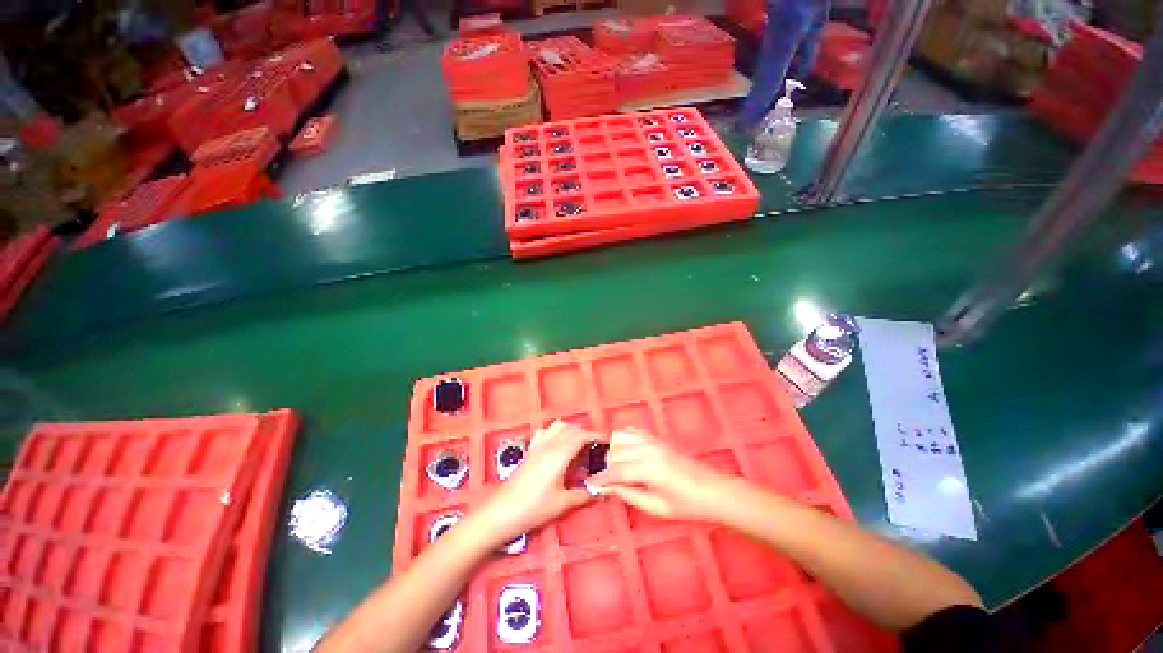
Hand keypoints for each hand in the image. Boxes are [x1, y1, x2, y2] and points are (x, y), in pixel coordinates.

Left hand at [469, 421, 605, 544]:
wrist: (502, 512)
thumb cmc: (534, 508)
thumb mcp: (562, 503)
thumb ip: (584, 494)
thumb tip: (601, 491)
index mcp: (560, 453)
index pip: (582, 435)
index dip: (597, 436)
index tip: (608, 441)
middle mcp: (549, 444)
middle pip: (572, 428)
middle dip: (586, 434)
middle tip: (596, 448)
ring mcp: (538, 445)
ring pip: (558, 426)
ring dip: (571, 430)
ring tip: (579, 446)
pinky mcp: (530, 450)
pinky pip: (545, 432)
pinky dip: (555, 432)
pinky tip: (557, 446)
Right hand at [588, 427, 736, 521]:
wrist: (713, 491)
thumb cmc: (687, 506)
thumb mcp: (656, 507)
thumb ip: (629, 494)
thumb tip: (607, 489)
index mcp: (647, 468)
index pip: (615, 471)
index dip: (600, 478)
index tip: (588, 483)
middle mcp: (647, 448)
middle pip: (614, 451)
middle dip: (605, 465)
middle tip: (603, 479)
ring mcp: (652, 440)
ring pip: (620, 436)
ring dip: (613, 449)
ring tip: (614, 465)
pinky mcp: (657, 438)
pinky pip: (633, 430)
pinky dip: (623, 438)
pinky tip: (624, 451)